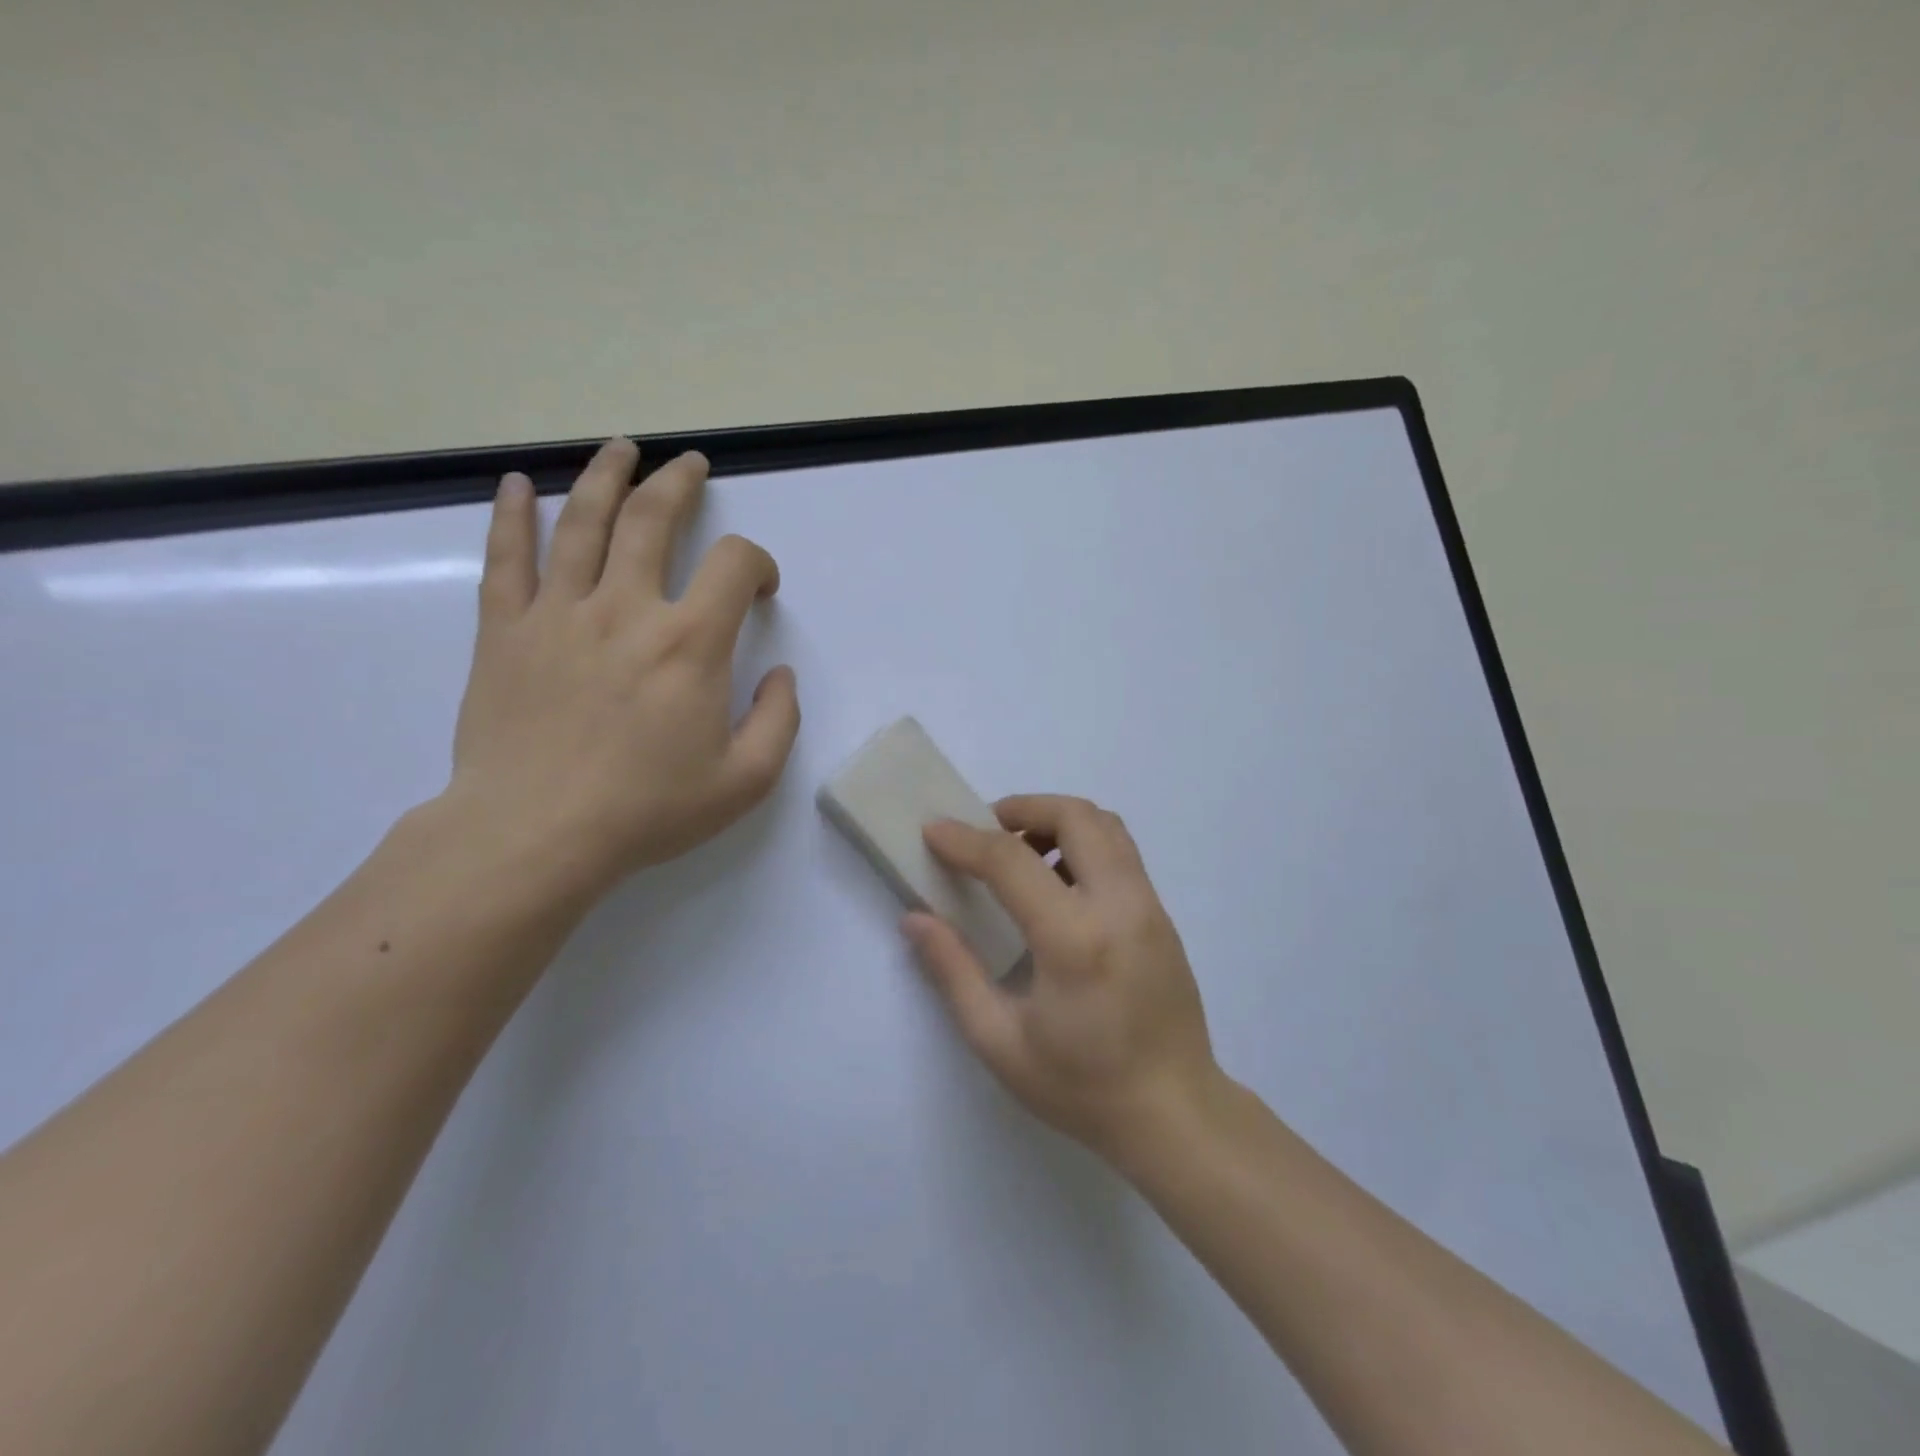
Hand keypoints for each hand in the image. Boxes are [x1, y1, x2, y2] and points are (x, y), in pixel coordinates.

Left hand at [444, 439, 800, 902]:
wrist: (534, 835)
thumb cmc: (647, 810)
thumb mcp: (745, 780)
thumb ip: (779, 720)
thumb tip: (780, 675)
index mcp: (689, 643)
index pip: (733, 565)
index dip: (757, 563)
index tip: (760, 588)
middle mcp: (626, 609)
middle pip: (653, 519)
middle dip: (679, 484)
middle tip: (690, 465)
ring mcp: (558, 613)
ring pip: (582, 522)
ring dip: (606, 476)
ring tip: (622, 450)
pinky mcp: (504, 632)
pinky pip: (506, 559)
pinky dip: (510, 515)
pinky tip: (515, 485)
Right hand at [904, 795, 1219, 1162]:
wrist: (1175, 1115)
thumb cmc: (1081, 1086)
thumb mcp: (999, 1041)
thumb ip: (953, 971)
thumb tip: (916, 918)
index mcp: (1074, 938)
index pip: (1012, 860)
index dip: (965, 839)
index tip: (933, 831)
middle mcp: (1119, 905)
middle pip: (1075, 816)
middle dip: (1023, 807)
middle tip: (985, 831)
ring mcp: (1149, 906)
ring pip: (1105, 825)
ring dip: (1057, 820)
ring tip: (1020, 853)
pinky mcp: (1162, 915)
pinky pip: (1121, 852)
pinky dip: (1083, 842)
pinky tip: (1057, 885)